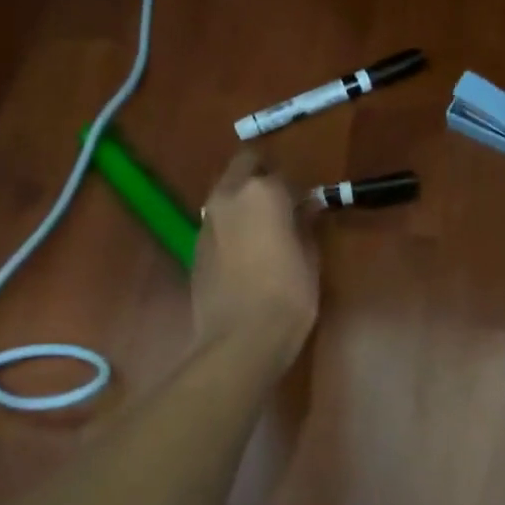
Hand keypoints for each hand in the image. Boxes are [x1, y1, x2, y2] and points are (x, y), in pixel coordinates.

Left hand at [192, 151, 318, 368]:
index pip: (284, 175)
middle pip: (244, 166)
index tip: (309, 207)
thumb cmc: (288, 296)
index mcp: (262, 193)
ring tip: (265, 229)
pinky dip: (232, 226)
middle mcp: (228, 197)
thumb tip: (306, 209)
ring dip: (244, 201)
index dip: (299, 190)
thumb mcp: (310, 258)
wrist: (240, 339)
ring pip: (226, 193)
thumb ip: (306, 225)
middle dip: (263, 176)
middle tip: (283, 203)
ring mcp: (207, 221)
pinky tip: (247, 254)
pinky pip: (218, 222)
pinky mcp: (195, 246)